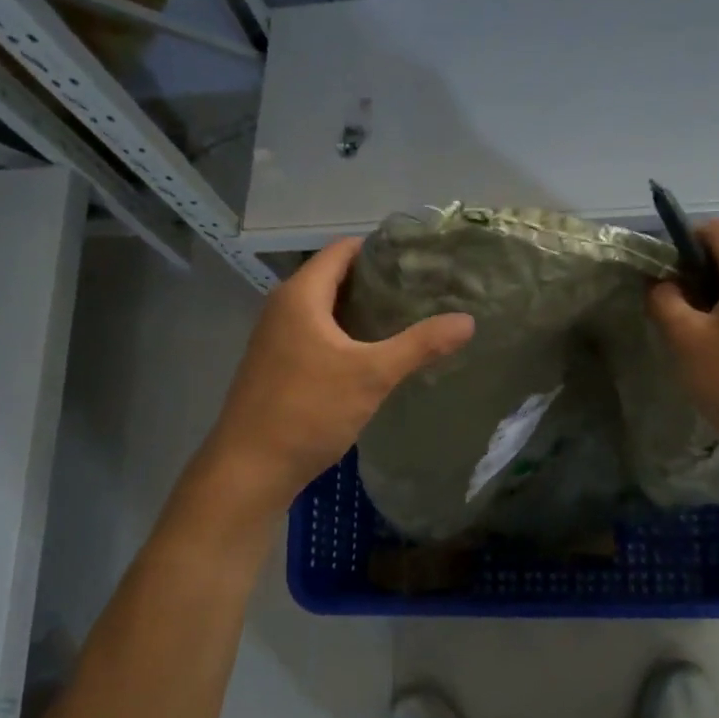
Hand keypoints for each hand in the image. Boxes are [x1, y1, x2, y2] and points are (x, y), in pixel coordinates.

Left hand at [201, 238, 474, 511]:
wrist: (250, 468)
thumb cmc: (309, 410)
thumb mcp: (371, 375)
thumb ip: (420, 345)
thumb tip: (468, 321)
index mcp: (300, 296)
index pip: (342, 250)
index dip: (379, 249)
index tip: (419, 258)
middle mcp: (282, 308)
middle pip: (334, 278)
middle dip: (376, 282)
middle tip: (422, 290)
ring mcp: (276, 338)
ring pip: (325, 309)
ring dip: (361, 311)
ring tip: (406, 318)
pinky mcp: (277, 365)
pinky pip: (316, 335)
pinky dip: (345, 335)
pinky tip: (373, 355)